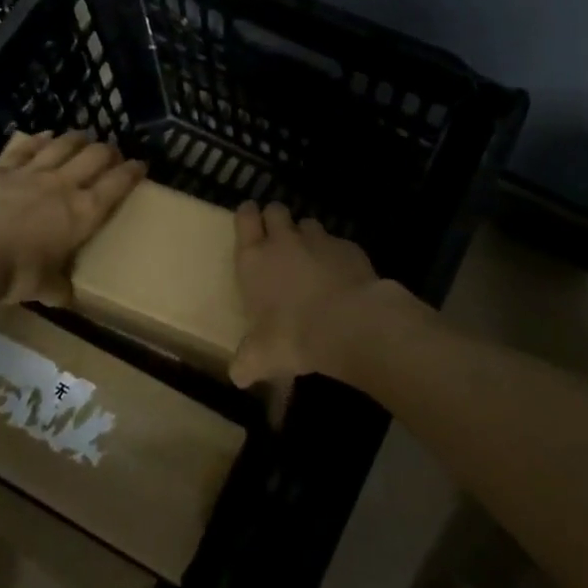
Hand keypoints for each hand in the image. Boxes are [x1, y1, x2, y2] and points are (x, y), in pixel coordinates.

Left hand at [0, 131, 146, 303]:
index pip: (117, 184)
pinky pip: (25, 146)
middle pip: (94, 156)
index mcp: (83, 213)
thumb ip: (59, 288)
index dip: (132, 172)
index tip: (141, 165)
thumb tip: (66, 297)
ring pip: (63, 144)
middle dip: (108, 151)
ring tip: (83, 137)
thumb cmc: (15, 275)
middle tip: (111, 153)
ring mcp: (31, 172)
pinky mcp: (1, 168)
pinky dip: (38, 139)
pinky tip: (44, 136)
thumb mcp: (44, 288)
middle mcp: (63, 185)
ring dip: (77, 138)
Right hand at [231, 203, 385, 385]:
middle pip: (276, 210)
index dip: (247, 215)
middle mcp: (284, 241)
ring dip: (306, 236)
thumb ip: (246, 363)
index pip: (245, 218)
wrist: (350, 324)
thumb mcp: (260, 358)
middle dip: (275, 219)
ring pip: (308, 223)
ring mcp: (320, 240)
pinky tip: (341, 276)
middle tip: (278, 239)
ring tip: (311, 259)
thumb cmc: (293, 336)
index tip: (250, 220)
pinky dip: (337, 255)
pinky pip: (338, 243)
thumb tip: (238, 376)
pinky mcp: (349, 247)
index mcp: (254, 260)